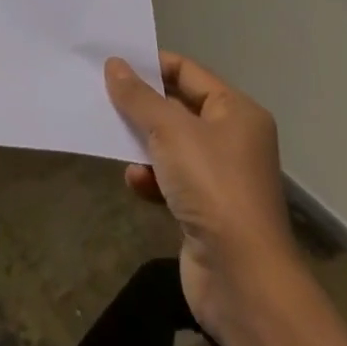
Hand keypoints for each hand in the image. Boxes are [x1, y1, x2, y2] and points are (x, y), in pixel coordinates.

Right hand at [105, 53, 299, 338]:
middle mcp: (233, 139)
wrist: (244, 281)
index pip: (187, 71)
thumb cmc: (211, 186)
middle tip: (102, 96)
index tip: (113, 64)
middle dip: (141, 105)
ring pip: (170, 145)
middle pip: (177, 107)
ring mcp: (221, 177)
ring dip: (142, 144)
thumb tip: (114, 64)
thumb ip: (138, 96)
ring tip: (115, 141)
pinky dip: (151, 178)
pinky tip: (136, 184)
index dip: (151, 65)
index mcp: (236, 112)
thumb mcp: (169, 130)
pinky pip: (170, 179)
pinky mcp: (207, 211)